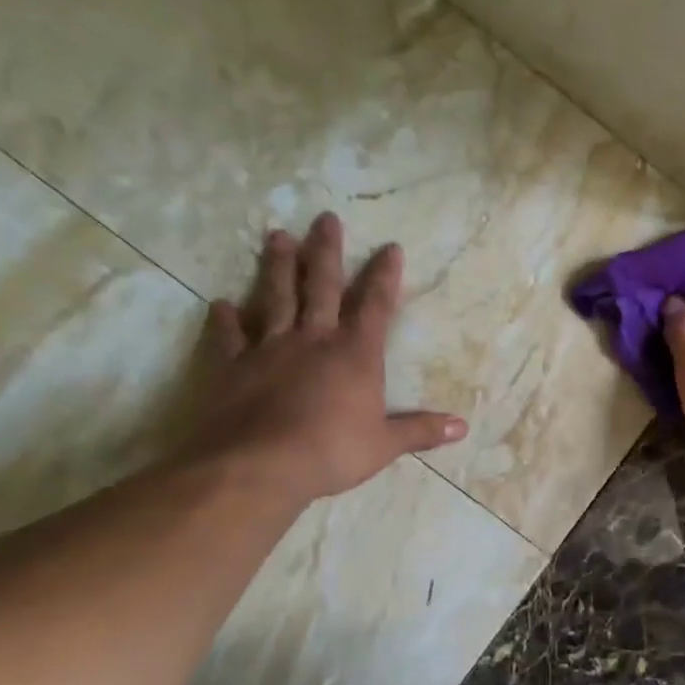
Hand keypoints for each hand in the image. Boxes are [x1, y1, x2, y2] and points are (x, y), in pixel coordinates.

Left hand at [183, 213, 465, 504]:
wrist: (259, 465)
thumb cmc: (331, 452)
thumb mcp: (385, 445)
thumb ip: (421, 431)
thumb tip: (462, 428)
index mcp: (356, 354)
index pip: (376, 305)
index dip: (384, 276)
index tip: (390, 247)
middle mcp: (314, 339)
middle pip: (323, 286)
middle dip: (326, 251)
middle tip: (325, 218)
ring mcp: (270, 348)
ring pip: (276, 297)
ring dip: (278, 267)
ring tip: (277, 235)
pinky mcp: (232, 366)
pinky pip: (229, 336)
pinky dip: (226, 319)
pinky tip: (221, 304)